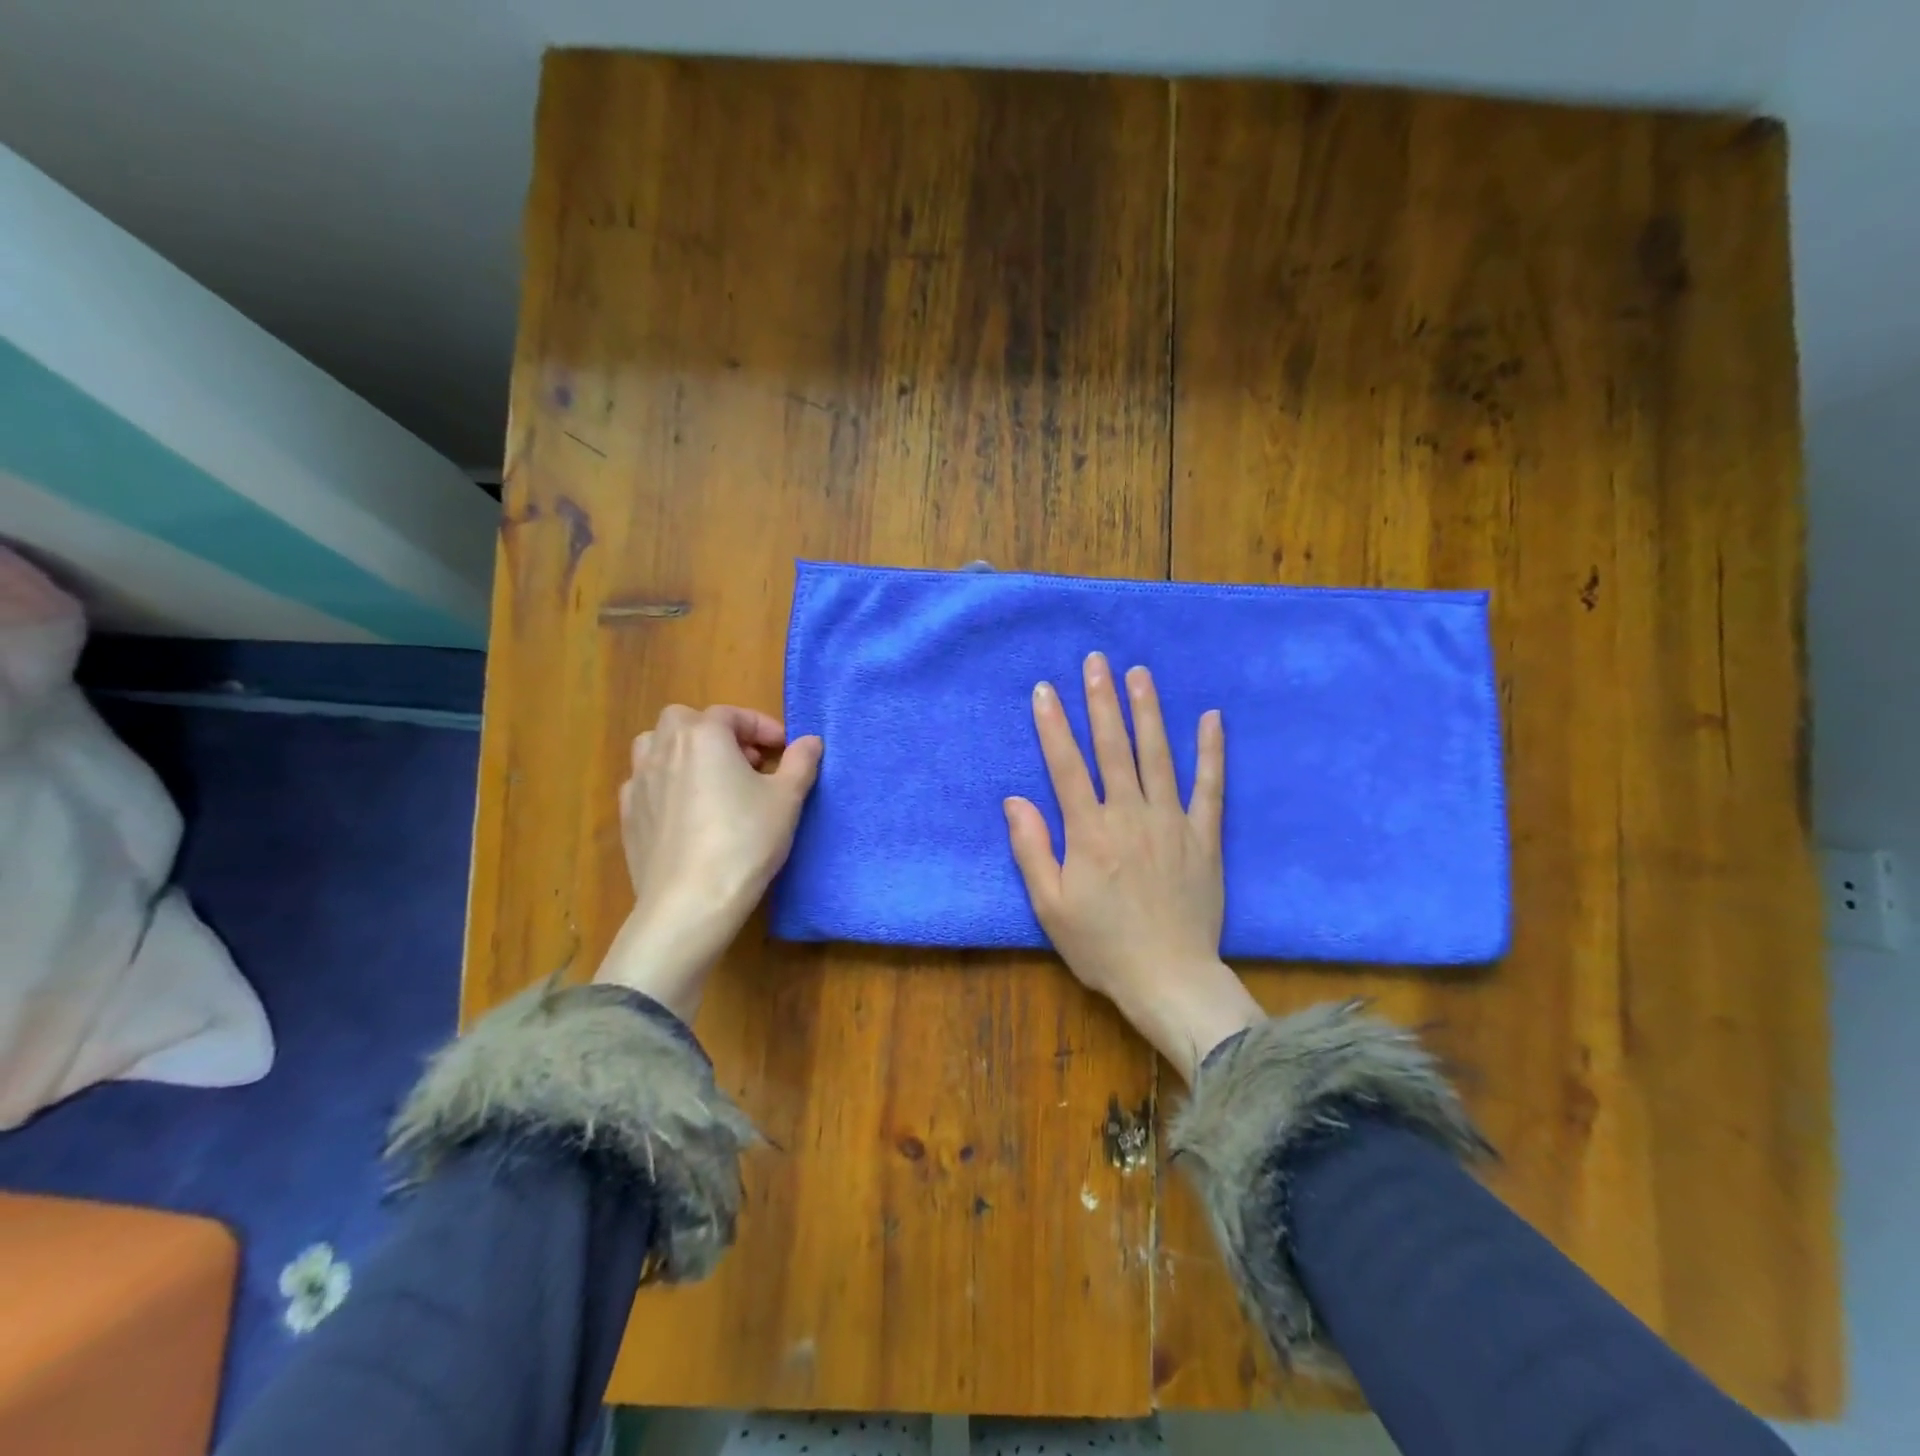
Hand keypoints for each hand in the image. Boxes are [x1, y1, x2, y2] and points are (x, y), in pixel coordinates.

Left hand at [593, 704, 822, 1019]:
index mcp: (703, 736)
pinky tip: (687, 811)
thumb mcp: (786, 799)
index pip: (731, 714)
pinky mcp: (628, 815)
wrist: (691, 901)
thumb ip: (800, 762)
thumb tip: (811, 741)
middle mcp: (664, 749)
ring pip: (655, 746)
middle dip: (717, 732)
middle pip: (685, 720)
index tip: (784, 750)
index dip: (762, 727)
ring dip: (684, 751)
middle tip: (746, 761)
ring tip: (712, 779)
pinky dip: (667, 783)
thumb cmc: (745, 841)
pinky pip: (645, 783)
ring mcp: (639, 782)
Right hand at [1004, 654, 1260, 1082]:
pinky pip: (1209, 786)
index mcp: (1089, 831)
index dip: (1053, 725)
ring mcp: (1171, 822)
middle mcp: (1130, 815)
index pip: (1066, 766)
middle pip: (1113, 748)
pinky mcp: (1204, 836)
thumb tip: (1014, 799)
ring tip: (1139, 673)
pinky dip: (1211, 751)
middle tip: (1096, 661)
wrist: (1170, 978)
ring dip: (1147, 712)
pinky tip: (1211, 718)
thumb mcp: (1050, 906)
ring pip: (1158, 755)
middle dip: (1101, 701)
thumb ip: (1032, 849)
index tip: (1044, 689)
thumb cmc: (1102, 946)